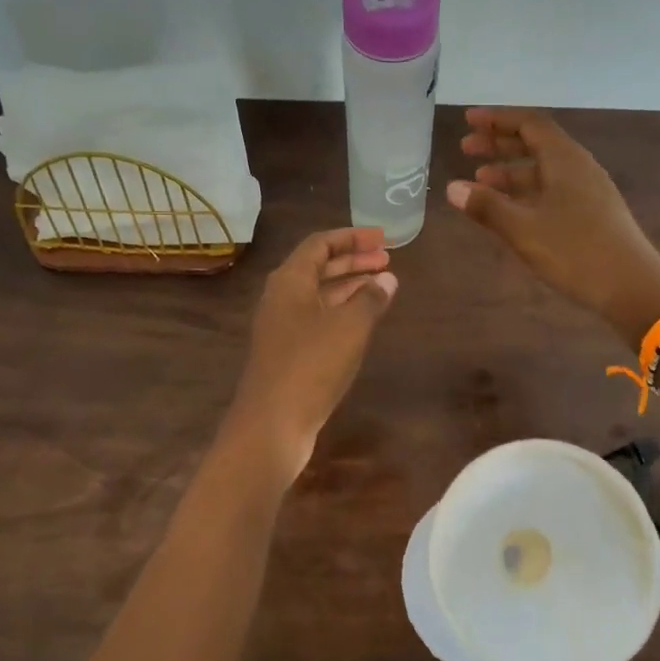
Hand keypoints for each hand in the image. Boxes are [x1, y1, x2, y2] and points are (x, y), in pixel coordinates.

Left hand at [230, 228, 397, 479]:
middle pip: (318, 267)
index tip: (382, 238)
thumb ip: (371, 299)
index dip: (352, 237)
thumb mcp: (350, 327)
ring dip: (349, 286)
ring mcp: (282, 326)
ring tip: (382, 286)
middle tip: (387, 260)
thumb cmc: (311, 365)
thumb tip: (387, 279)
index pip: (320, 244)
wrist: (272, 423)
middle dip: (353, 261)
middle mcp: (281, 298)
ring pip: (319, 294)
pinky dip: (341, 311)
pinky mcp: (287, 352)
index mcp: (290, 281)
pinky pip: (317, 318)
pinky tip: (363, 321)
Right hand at [447, 107, 659, 341]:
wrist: (632, 287)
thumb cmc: (575, 251)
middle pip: (536, 143)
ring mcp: (588, 191)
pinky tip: (512, 209)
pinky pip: (553, 189)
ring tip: (480, 182)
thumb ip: (487, 207)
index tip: (469, 121)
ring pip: (544, 170)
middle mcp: (579, 167)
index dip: (497, 119)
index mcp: (564, 159)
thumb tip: (452, 188)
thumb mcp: (523, 229)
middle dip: (500, 144)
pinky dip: (527, 192)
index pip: (529, 123)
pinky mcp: (593, 213)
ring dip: (511, 171)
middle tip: (466, 149)